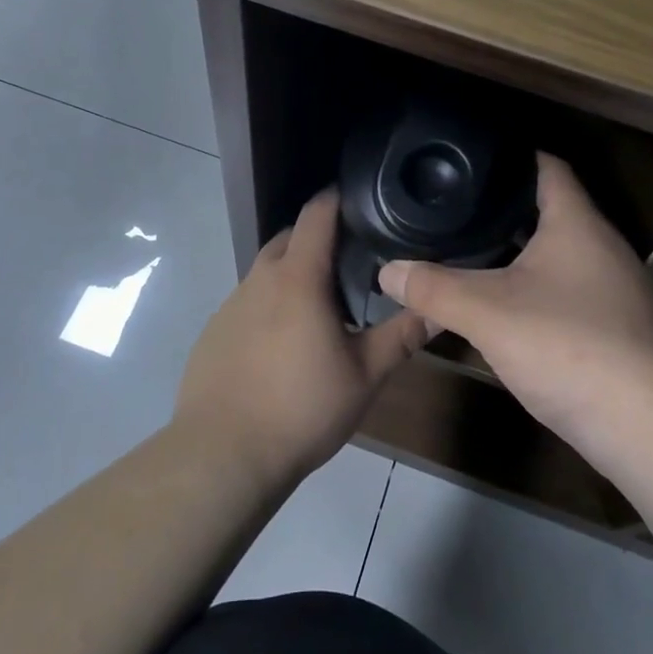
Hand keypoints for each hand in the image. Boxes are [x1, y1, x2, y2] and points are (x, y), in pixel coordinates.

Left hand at [175, 189, 430, 487]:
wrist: (224, 454)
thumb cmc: (302, 408)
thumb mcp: (365, 375)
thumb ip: (401, 335)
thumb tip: (439, 308)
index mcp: (298, 278)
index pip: (316, 214)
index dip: (337, 199)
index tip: (361, 200)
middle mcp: (259, 280)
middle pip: (289, 238)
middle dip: (317, 238)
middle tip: (351, 261)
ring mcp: (230, 305)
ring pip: (266, 271)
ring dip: (292, 274)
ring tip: (321, 306)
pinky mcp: (213, 332)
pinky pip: (247, 302)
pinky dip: (269, 305)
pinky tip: (282, 343)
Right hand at [377, 153, 652, 450]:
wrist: (648, 426)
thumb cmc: (567, 345)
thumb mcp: (486, 313)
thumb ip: (433, 288)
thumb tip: (386, 271)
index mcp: (577, 224)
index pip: (547, 167)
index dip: (511, 157)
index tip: (472, 160)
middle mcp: (603, 246)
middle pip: (551, 211)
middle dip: (505, 210)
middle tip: (456, 210)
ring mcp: (616, 289)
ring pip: (559, 255)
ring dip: (520, 253)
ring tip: (472, 253)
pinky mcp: (619, 327)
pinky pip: (569, 291)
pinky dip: (537, 289)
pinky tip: (507, 308)